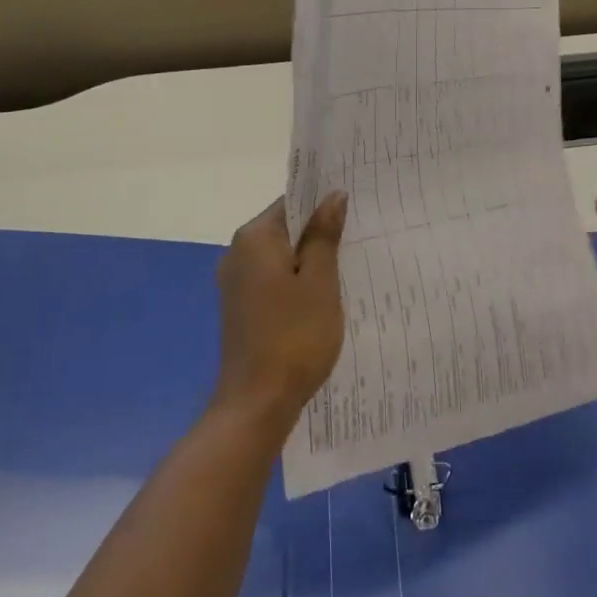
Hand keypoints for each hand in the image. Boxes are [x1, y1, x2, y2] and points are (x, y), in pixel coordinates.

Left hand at [213, 193, 347, 438]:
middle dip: (319, 234)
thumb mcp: (320, 281)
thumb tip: (332, 195)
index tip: (356, 210)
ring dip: (310, 261)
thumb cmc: (295, 335)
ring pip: (280, 257)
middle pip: (284, 229)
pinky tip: (322, 297)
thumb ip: (324, 235)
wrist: (257, 401)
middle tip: (360, 238)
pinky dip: (296, 283)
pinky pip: (273, 281)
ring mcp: (235, 283)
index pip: (291, 202)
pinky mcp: (240, 308)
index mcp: (254, 238)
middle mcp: (237, 253)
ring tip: (349, 267)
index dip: (323, 204)